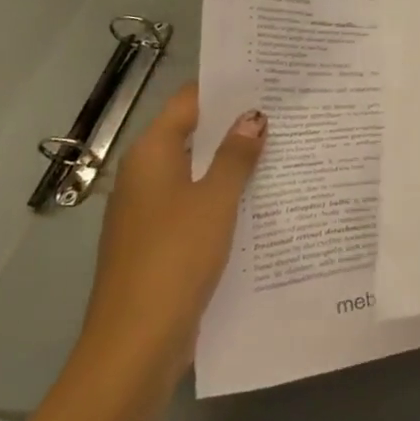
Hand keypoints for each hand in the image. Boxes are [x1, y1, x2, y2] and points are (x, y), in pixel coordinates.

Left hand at [75, 84, 267, 389]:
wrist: (135, 344)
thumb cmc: (175, 256)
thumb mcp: (216, 199)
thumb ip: (236, 155)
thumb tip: (253, 116)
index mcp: (151, 155)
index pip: (188, 102)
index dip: (224, 88)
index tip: (265, 76)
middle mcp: (144, 176)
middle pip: (192, 135)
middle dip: (234, 124)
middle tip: (285, 109)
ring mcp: (148, 212)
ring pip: (196, 172)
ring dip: (232, 162)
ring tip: (283, 147)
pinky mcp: (159, 243)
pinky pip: (195, 204)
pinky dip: (223, 195)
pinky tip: (260, 198)